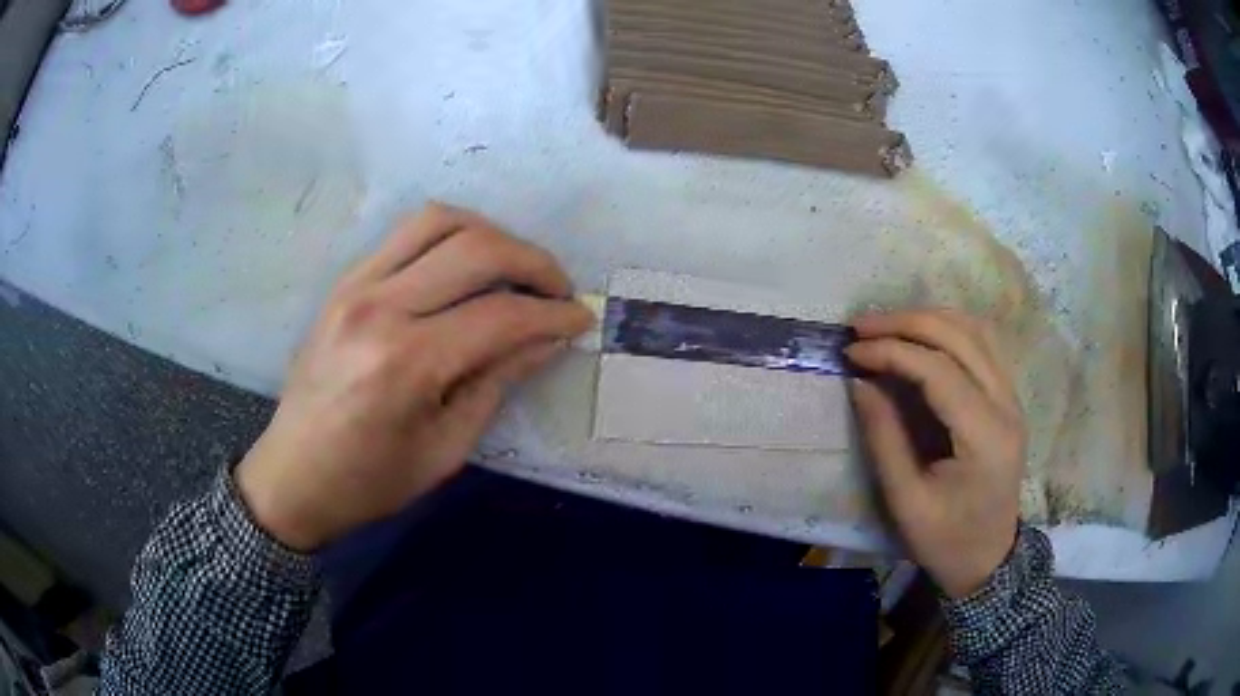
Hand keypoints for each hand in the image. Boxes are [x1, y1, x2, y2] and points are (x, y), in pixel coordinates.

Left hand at [236, 203, 592, 551]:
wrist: (292, 476)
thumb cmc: (369, 481)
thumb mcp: (445, 450)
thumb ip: (497, 383)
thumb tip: (547, 339)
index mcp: (406, 363)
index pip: (501, 315)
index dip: (553, 313)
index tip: (582, 318)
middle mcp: (380, 308)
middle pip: (476, 249)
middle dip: (534, 262)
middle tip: (559, 289)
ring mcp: (356, 285)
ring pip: (440, 221)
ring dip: (491, 234)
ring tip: (515, 267)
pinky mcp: (345, 282)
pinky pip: (406, 234)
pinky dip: (450, 235)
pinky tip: (467, 263)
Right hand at [845, 310, 1025, 597]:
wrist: (989, 559)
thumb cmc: (945, 541)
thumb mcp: (906, 501)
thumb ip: (884, 439)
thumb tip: (860, 382)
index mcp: (984, 438)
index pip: (939, 371)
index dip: (892, 351)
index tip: (851, 352)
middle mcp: (1006, 406)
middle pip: (960, 337)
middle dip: (906, 322)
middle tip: (860, 327)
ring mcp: (1012, 397)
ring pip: (974, 330)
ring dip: (928, 318)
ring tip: (885, 326)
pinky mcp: (1008, 397)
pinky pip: (982, 343)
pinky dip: (948, 329)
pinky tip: (920, 335)